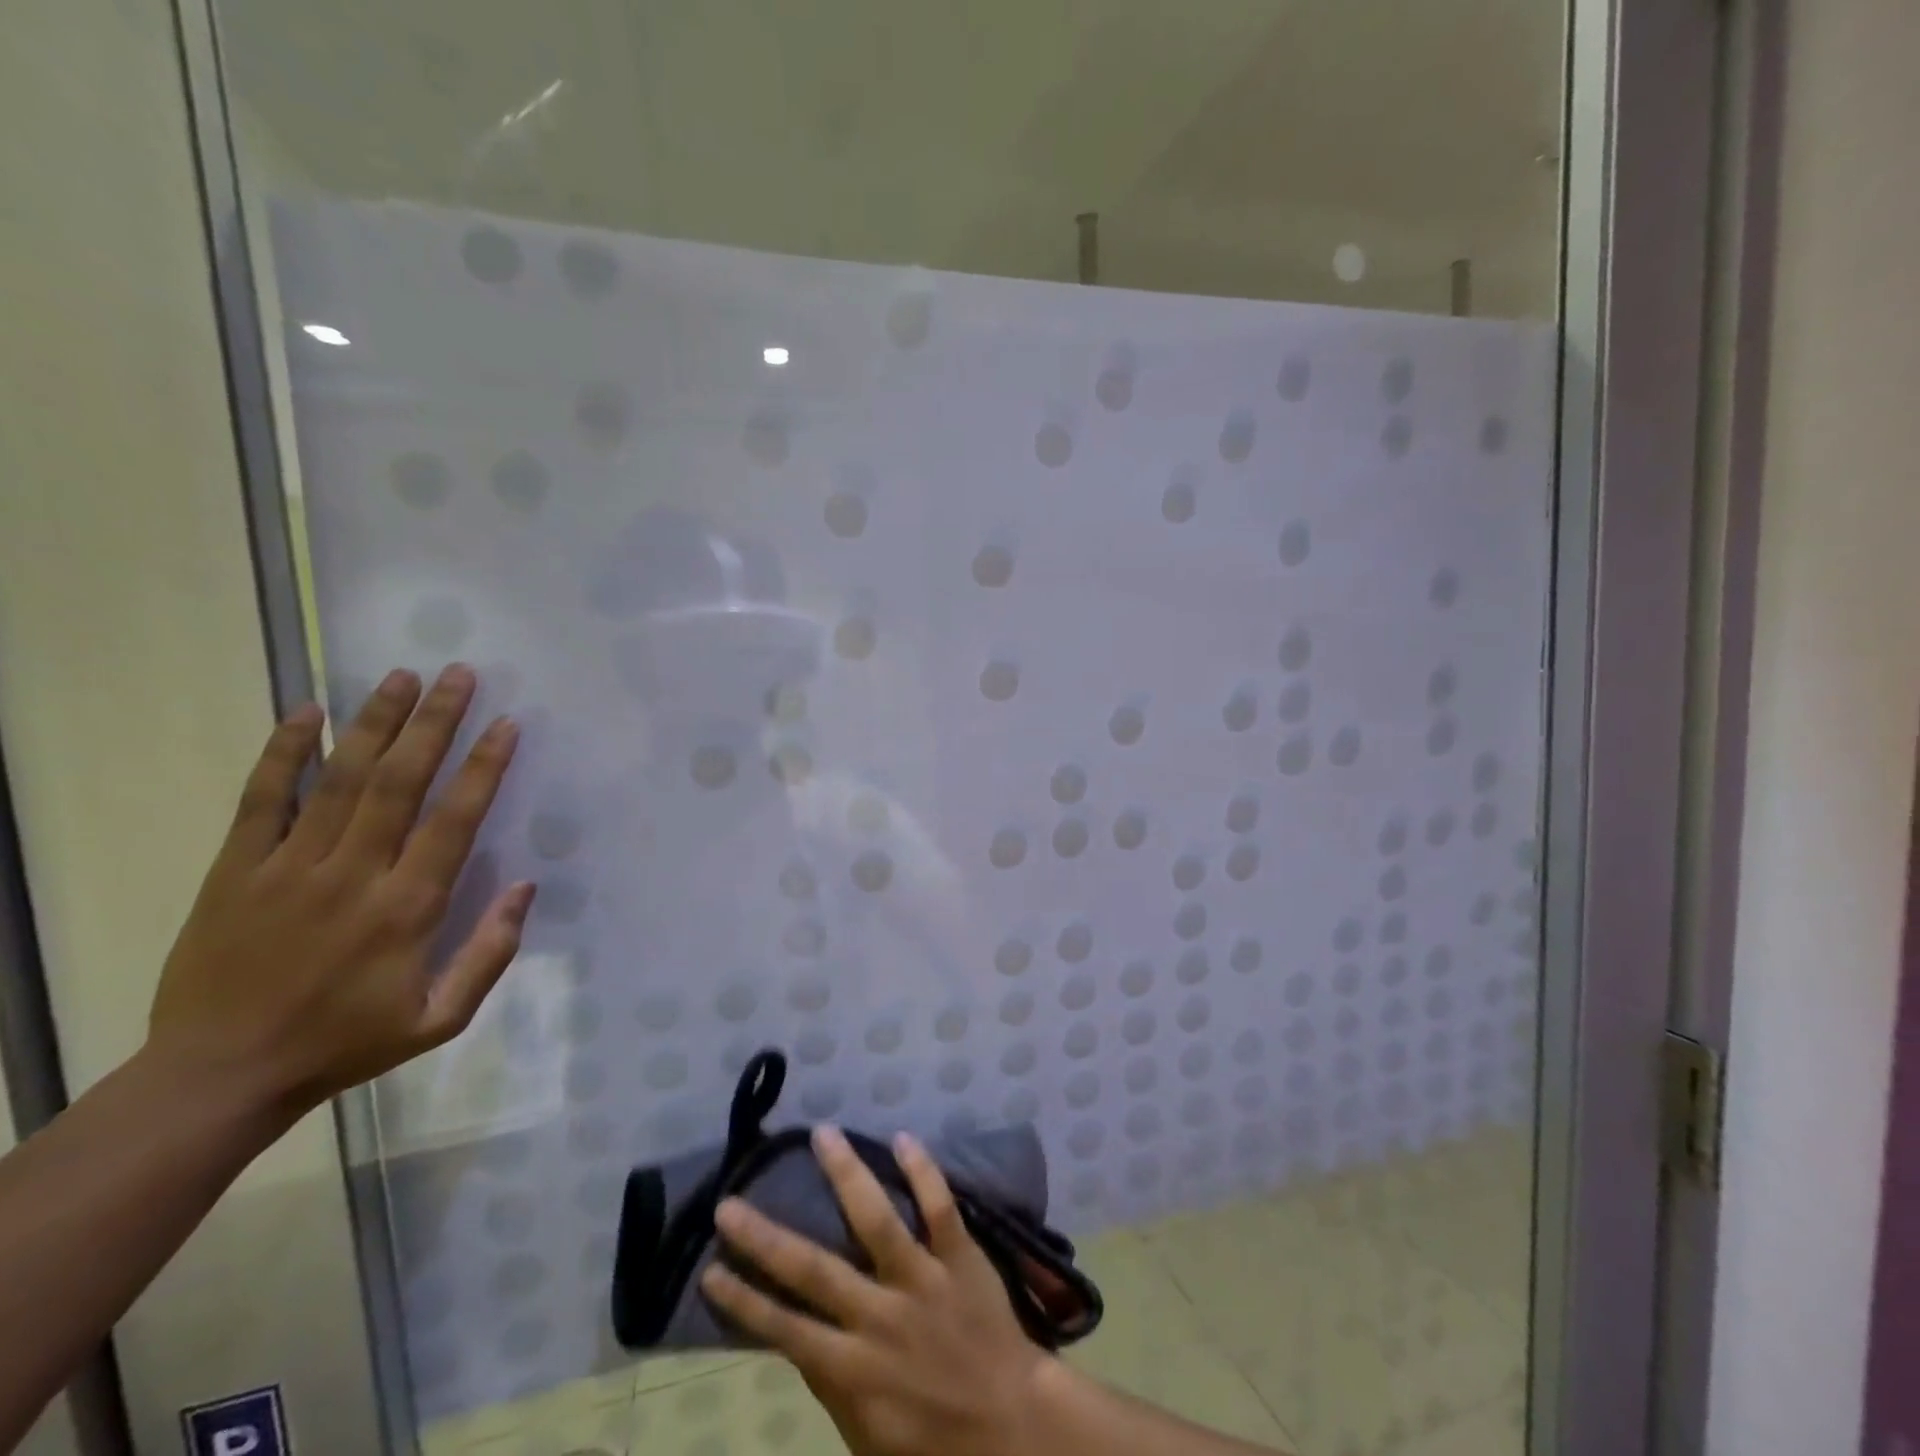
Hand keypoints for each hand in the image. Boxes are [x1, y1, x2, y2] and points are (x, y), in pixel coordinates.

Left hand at [145, 664, 532, 1118]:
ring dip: (373, 722)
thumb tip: (525, 887)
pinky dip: (283, 753)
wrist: (220, 1077)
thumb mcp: (440, 1019)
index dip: (485, 767)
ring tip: (400, 676)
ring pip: (340, 778)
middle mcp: (353, 873)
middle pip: (400, 781)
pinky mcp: (236, 870)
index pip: (455, 819)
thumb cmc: (346, 1043)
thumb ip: (490, 953)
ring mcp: (289, 867)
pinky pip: (262, 800)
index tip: (507, 723)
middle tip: (459, 675)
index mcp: (408, 908)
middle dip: (434, 722)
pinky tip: (304, 711)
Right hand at [702, 1126, 1053, 1455]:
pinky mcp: (960, 1257)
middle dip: (766, 1237)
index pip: (784, 1328)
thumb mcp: (866, 1437)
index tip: (710, 1268)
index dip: (743, 1300)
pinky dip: (922, 1170)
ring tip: (822, 1134)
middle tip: (729, 1202)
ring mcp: (922, 1280)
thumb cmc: (933, 1442)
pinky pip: (940, 1207)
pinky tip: (902, 1137)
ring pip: (877, 1219)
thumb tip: (796, 1338)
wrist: (1012, 1429)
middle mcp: (880, 1317)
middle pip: (813, 1269)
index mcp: (852, 1369)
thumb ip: (831, 1386)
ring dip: (847, 1174)